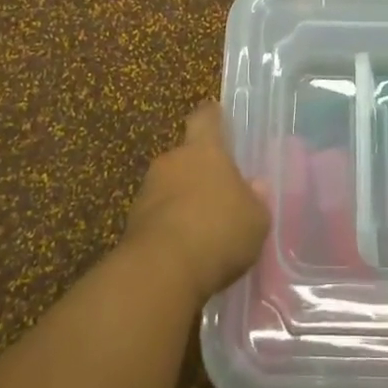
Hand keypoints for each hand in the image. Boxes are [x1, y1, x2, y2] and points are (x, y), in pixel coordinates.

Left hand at [125, 102, 270, 306]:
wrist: (161, 271)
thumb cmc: (218, 231)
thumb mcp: (255, 219)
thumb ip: (256, 200)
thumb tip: (255, 186)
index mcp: (204, 150)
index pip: (205, 118)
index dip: (212, 116)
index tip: (217, 116)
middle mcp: (172, 161)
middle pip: (186, 156)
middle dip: (199, 170)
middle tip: (219, 192)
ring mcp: (147, 191)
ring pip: (169, 186)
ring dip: (182, 200)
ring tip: (203, 228)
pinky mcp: (131, 223)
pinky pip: (157, 216)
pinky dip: (169, 227)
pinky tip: (185, 250)